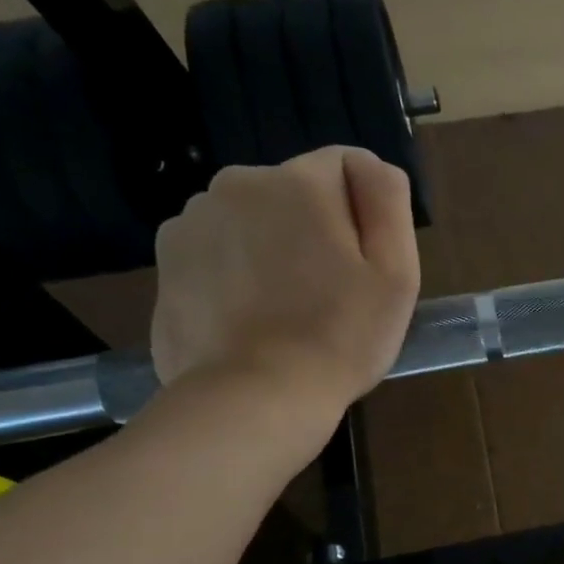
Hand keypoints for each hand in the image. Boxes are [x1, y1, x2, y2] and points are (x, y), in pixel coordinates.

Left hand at [151, 146, 420, 450]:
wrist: (254, 397)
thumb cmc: (340, 336)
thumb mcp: (396, 270)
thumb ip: (388, 200)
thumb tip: (372, 166)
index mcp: (296, 181)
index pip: (346, 167)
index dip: (366, 214)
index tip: (365, 264)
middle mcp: (235, 184)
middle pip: (296, 193)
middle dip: (316, 228)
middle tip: (331, 292)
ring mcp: (191, 221)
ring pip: (255, 221)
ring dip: (274, 247)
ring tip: (288, 309)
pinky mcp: (166, 261)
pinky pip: (219, 250)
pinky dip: (237, 272)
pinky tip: (251, 317)